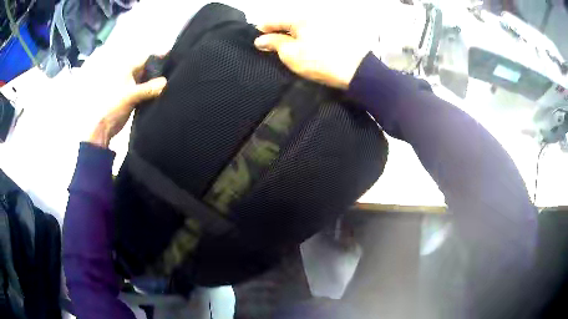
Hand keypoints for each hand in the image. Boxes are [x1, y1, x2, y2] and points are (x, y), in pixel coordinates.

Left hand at [89, 56, 166, 147]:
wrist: (105, 127)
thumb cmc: (114, 106)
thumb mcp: (132, 95)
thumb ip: (149, 88)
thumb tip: (166, 82)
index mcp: (128, 69)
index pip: (147, 58)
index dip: (160, 56)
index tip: (175, 56)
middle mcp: (130, 75)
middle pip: (148, 68)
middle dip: (161, 69)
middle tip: (177, 71)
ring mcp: (131, 86)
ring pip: (148, 80)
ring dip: (157, 81)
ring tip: (173, 81)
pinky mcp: (133, 97)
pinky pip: (146, 90)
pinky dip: (153, 91)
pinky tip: (163, 93)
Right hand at [254, 20, 370, 89]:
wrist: (356, 71)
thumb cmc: (320, 61)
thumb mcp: (291, 54)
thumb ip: (274, 43)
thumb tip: (261, 40)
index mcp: (300, 18)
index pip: (274, 20)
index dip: (263, 29)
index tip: (256, 38)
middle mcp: (312, 17)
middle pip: (288, 22)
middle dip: (277, 32)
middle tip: (269, 46)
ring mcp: (325, 24)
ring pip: (301, 28)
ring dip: (291, 36)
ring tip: (285, 48)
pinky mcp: (335, 33)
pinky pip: (312, 32)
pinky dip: (304, 38)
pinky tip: (303, 48)